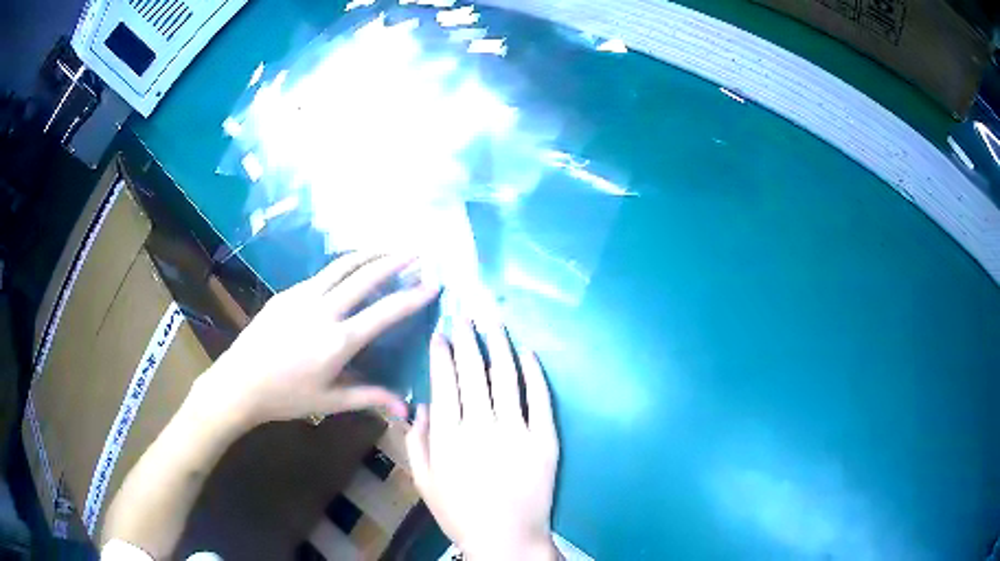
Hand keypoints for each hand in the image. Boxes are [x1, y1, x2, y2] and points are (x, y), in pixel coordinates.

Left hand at [198, 252, 438, 426]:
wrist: (240, 382)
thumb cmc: (286, 397)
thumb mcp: (330, 402)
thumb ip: (370, 398)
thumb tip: (406, 410)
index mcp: (338, 341)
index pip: (385, 312)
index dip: (412, 296)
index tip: (434, 283)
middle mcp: (323, 311)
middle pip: (365, 277)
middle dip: (395, 261)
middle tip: (417, 251)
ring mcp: (302, 296)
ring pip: (342, 266)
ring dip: (369, 254)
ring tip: (388, 247)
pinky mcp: (287, 293)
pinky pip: (321, 275)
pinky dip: (343, 267)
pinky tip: (349, 270)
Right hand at [406, 320, 560, 560]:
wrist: (507, 539)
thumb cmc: (460, 514)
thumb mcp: (424, 482)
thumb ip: (417, 442)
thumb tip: (421, 404)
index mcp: (448, 435)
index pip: (444, 381)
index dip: (442, 353)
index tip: (441, 333)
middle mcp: (481, 425)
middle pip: (474, 370)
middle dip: (469, 337)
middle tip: (467, 313)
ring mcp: (517, 430)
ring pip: (506, 376)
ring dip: (499, 344)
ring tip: (494, 322)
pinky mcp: (545, 438)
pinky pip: (539, 397)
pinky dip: (533, 371)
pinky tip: (527, 351)